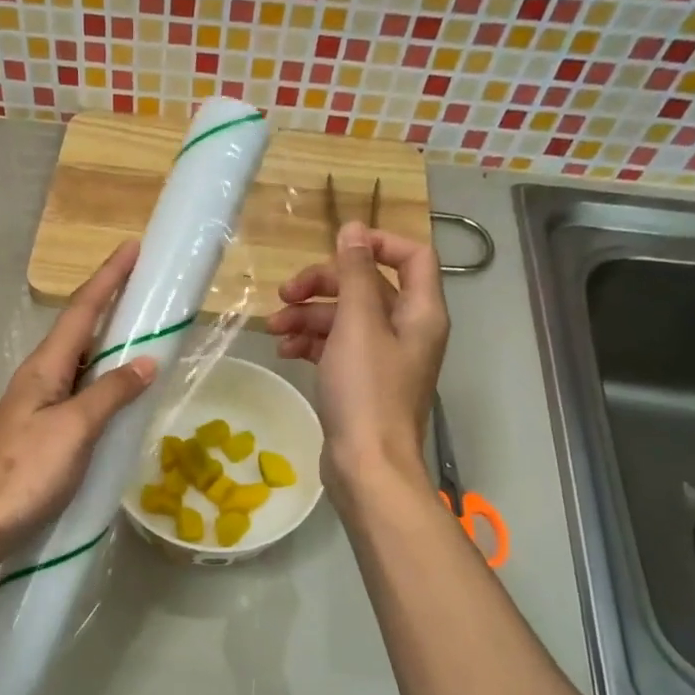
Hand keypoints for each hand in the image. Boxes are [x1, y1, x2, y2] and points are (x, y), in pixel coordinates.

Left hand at [0, 241, 156, 553]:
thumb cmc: (25, 471)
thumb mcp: (74, 428)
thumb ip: (111, 393)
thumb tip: (147, 362)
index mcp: (45, 367)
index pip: (82, 310)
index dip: (108, 279)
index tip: (132, 247)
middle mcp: (41, 378)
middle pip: (80, 331)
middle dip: (112, 305)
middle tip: (148, 290)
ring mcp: (40, 407)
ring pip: (82, 365)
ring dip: (110, 345)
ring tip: (145, 335)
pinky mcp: (44, 434)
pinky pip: (81, 395)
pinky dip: (105, 384)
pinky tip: (122, 395)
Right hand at [267, 222, 448, 499]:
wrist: (366, 466)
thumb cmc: (366, 391)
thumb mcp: (358, 325)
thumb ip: (356, 273)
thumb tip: (354, 229)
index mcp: (420, 312)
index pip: (412, 256)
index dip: (376, 244)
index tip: (335, 247)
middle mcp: (407, 330)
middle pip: (368, 287)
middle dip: (324, 285)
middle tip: (285, 294)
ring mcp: (383, 358)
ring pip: (346, 319)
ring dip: (309, 317)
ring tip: (274, 328)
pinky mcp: (361, 382)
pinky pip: (336, 348)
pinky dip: (312, 344)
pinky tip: (285, 350)